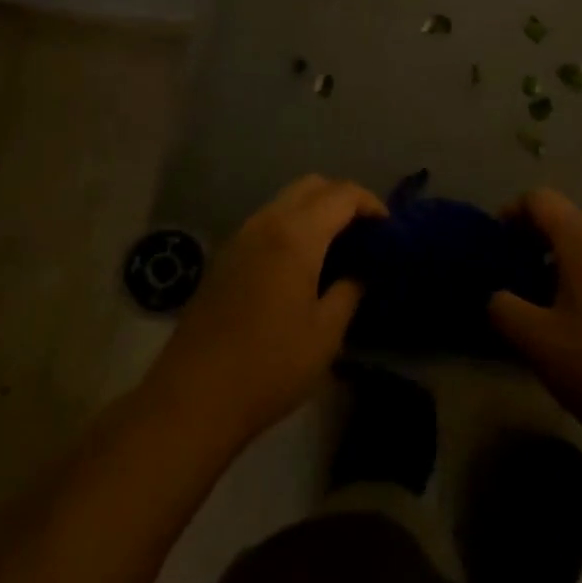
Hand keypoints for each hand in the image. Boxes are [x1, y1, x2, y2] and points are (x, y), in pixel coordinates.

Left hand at [145, 175, 382, 448]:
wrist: (193, 397)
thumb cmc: (269, 365)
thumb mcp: (326, 334)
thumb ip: (350, 290)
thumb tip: (361, 270)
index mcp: (296, 235)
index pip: (342, 194)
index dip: (370, 203)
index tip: (388, 229)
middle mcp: (266, 222)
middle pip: (312, 185)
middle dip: (343, 198)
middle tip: (363, 232)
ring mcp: (240, 236)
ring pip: (286, 200)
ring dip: (315, 210)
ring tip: (336, 247)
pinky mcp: (225, 256)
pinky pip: (267, 220)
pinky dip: (293, 224)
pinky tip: (301, 263)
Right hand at [489, 188, 581, 458]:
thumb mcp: (536, 341)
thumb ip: (504, 308)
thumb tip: (499, 295)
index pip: (540, 200)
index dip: (511, 212)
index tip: (494, 245)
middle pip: (564, 222)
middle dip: (531, 242)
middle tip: (509, 279)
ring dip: (555, 266)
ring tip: (537, 307)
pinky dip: (580, 283)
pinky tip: (573, 326)